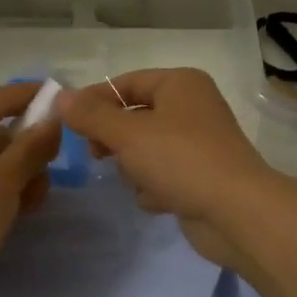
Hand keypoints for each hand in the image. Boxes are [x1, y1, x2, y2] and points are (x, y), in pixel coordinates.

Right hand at [60, 69, 283, 266]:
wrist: (235, 212)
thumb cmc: (181, 160)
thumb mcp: (128, 134)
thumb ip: (91, 116)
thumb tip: (61, 98)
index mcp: (180, 84)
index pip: (125, 83)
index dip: (94, 101)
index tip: (67, 124)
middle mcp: (191, 108)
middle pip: (133, 119)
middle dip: (116, 141)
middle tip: (99, 155)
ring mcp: (197, 145)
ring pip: (143, 152)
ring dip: (135, 170)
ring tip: (143, 182)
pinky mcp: (198, 178)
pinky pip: (161, 178)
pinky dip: (155, 190)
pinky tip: (162, 201)